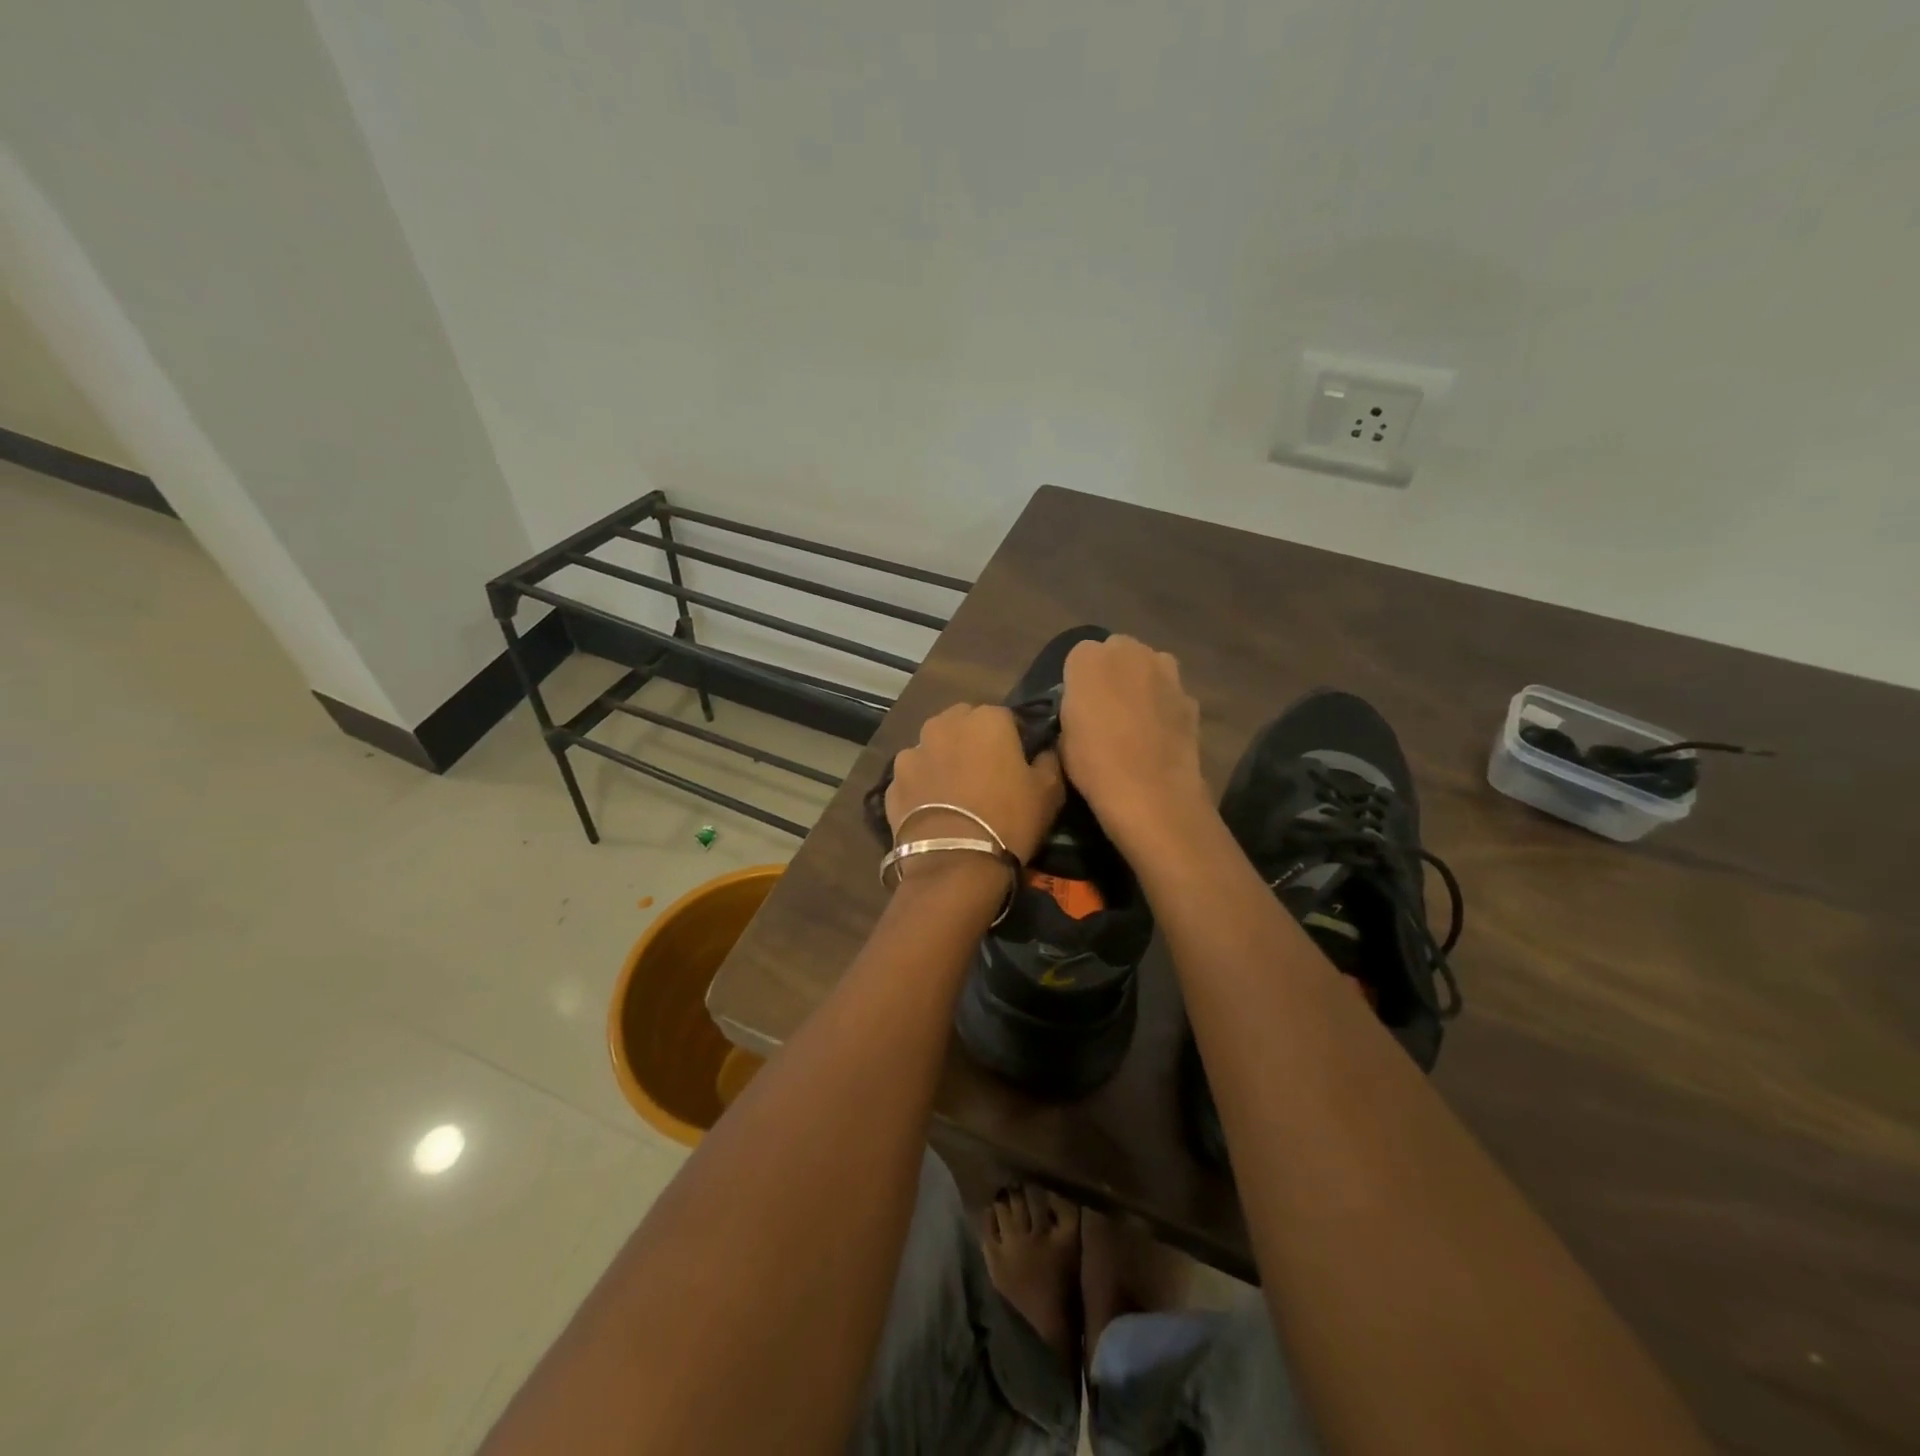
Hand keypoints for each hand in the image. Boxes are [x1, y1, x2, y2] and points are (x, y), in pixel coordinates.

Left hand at [884, 704, 1064, 864]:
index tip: (1019, 762)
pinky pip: (914, 777)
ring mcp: (912, 753)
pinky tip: (933, 810)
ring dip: (944, 759)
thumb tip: (1044, 751)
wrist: (955, 864)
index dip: (1015, 738)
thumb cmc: (1009, 820)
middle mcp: (944, 725)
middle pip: (963, 724)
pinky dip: (922, 786)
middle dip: (974, 740)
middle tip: (986, 773)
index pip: (1006, 717)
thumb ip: (1049, 760)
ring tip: (956, 792)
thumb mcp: (1049, 791)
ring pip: (933, 747)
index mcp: (986, 719)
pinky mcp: (892, 782)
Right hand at [1059, 635, 1206, 841]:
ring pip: (1149, 667)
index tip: (1078, 705)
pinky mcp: (1190, 696)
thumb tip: (1083, 707)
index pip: (1079, 655)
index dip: (1079, 680)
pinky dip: (1164, 706)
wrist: (1151, 791)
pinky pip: (1170, 694)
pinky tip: (1157, 736)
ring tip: (1134, 720)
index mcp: (1088, 658)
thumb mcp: (1062, 735)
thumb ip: (1073, 706)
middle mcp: (1130, 652)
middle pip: (1118, 652)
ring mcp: (1166, 672)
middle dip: (1112, 672)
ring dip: (1141, 683)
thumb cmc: (1093, 763)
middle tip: (1106, 708)